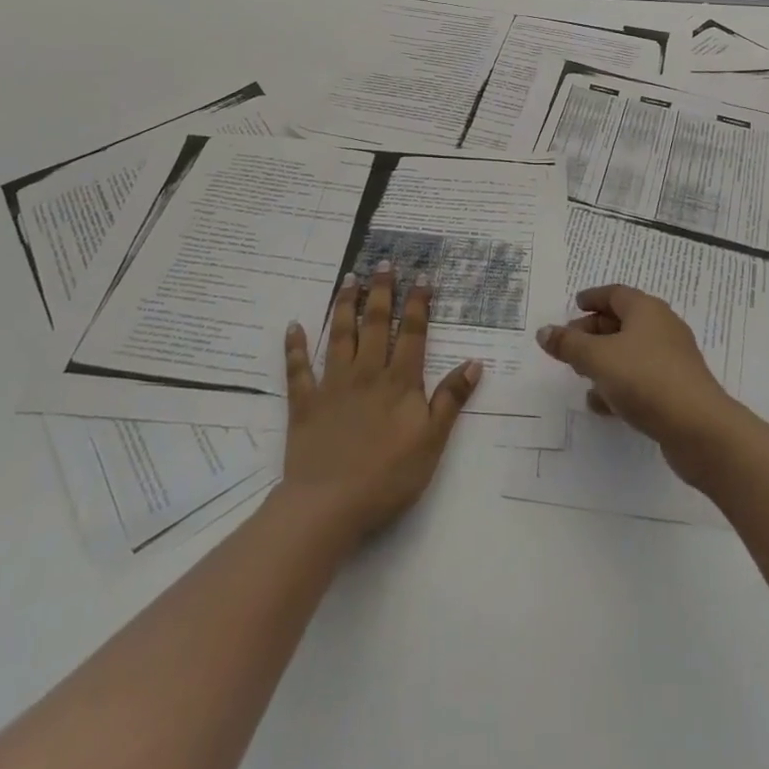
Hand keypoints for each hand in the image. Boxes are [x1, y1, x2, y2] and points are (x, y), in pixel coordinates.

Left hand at [280, 263, 481, 546]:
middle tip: (383, 262)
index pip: (412, 333)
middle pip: (375, 324)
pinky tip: (294, 326)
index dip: (418, 303)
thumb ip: (451, 399)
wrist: (329, 506)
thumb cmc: (388, 476)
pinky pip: (298, 370)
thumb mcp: (432, 441)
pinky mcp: (305, 404)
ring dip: (345, 305)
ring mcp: (333, 386)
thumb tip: (474, 362)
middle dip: (381, 291)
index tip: (422, 276)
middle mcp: (366, 373)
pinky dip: (295, 347)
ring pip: (340, 336)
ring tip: (349, 278)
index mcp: (399, 382)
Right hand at [535, 284, 744, 484]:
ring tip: (579, 374)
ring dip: (604, 360)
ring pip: (630, 352)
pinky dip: (619, 384)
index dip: (592, 298)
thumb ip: (569, 345)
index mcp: (646, 309)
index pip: (615, 293)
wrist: (699, 428)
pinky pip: (641, 378)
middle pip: (622, 321)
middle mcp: (662, 328)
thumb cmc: (645, 380)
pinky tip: (601, 403)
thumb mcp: (598, 358)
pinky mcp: (675, 389)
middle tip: (569, 344)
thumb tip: (544, 331)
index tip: (574, 305)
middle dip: (593, 331)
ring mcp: (671, 360)